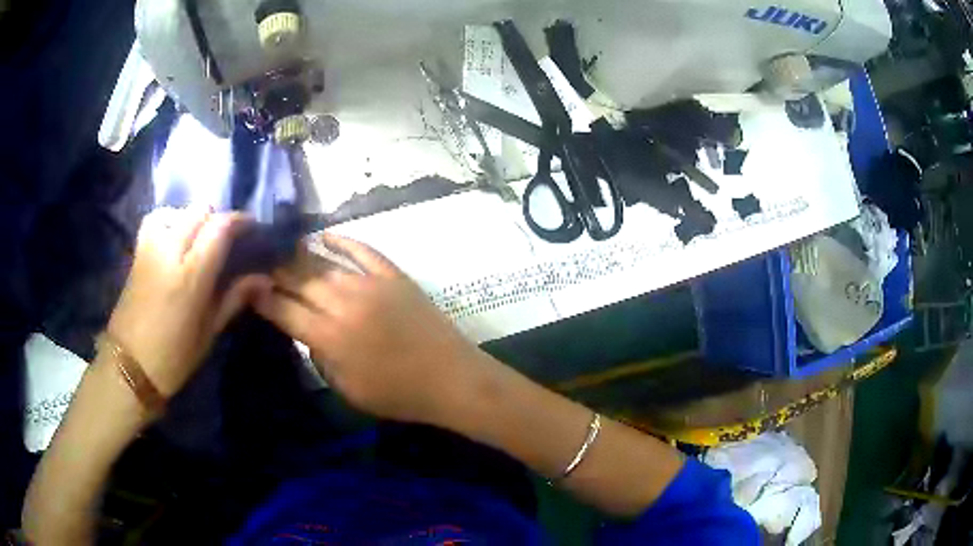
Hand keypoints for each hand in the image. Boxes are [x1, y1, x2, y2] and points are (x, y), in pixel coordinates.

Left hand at [106, 208, 271, 396]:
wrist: (130, 364)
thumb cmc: (174, 356)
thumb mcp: (209, 332)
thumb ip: (234, 298)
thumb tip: (263, 278)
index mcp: (190, 275)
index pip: (220, 227)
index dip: (240, 221)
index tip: (252, 228)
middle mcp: (169, 251)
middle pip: (200, 211)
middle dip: (219, 219)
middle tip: (228, 238)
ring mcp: (150, 247)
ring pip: (178, 210)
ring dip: (194, 218)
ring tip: (200, 238)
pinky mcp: (138, 250)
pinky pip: (158, 219)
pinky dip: (171, 219)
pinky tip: (176, 237)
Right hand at [255, 233, 492, 424]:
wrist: (450, 379)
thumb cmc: (398, 395)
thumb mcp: (348, 390)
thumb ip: (320, 358)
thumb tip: (307, 331)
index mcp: (328, 337)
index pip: (283, 310)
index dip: (262, 297)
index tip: (249, 287)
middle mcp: (342, 304)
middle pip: (299, 279)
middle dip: (275, 269)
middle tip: (261, 261)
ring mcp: (369, 285)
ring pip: (325, 263)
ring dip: (301, 253)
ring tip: (283, 246)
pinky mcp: (393, 276)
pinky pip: (363, 251)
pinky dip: (343, 241)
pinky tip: (326, 235)